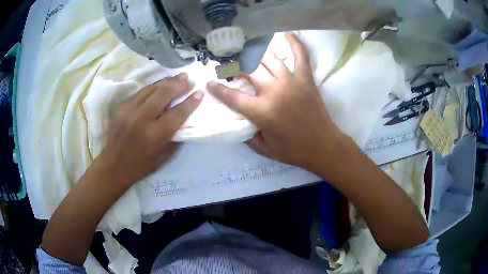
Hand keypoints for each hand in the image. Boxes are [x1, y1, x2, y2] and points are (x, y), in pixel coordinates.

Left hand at [99, 73, 202, 185]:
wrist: (114, 165)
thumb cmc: (141, 164)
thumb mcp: (163, 155)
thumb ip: (174, 135)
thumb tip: (183, 116)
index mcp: (154, 135)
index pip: (177, 113)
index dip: (190, 102)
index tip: (200, 93)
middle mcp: (141, 119)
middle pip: (163, 94)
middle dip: (178, 84)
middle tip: (189, 79)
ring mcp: (129, 110)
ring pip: (150, 88)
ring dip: (166, 81)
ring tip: (177, 77)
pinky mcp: (121, 107)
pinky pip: (140, 92)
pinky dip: (152, 87)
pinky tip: (159, 85)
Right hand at [207, 33, 345, 173]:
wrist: (323, 146)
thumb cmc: (293, 150)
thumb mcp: (263, 149)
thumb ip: (246, 134)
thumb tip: (238, 120)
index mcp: (261, 112)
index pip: (232, 96)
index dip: (217, 89)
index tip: (210, 84)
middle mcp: (274, 92)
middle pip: (248, 70)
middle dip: (234, 67)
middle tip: (229, 68)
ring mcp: (292, 82)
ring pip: (268, 58)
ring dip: (254, 54)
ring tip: (248, 55)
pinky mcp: (306, 78)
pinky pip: (300, 55)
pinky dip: (293, 42)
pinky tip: (285, 33)